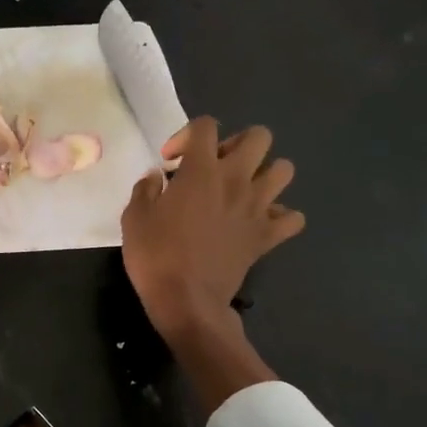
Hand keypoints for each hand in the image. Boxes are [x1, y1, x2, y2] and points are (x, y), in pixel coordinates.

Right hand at [121, 117, 304, 342]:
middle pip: (258, 137)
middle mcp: (236, 180)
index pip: (205, 126)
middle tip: (215, 168)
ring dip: (265, 174)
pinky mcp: (267, 236)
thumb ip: (146, 189)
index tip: (171, 162)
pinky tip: (259, 222)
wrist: (186, 301)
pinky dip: (280, 216)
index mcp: (201, 171)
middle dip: (236, 145)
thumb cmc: (155, 256)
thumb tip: (157, 178)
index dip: (186, 136)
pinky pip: (292, 218)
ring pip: (284, 170)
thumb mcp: (134, 218)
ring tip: (242, 190)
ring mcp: (257, 208)